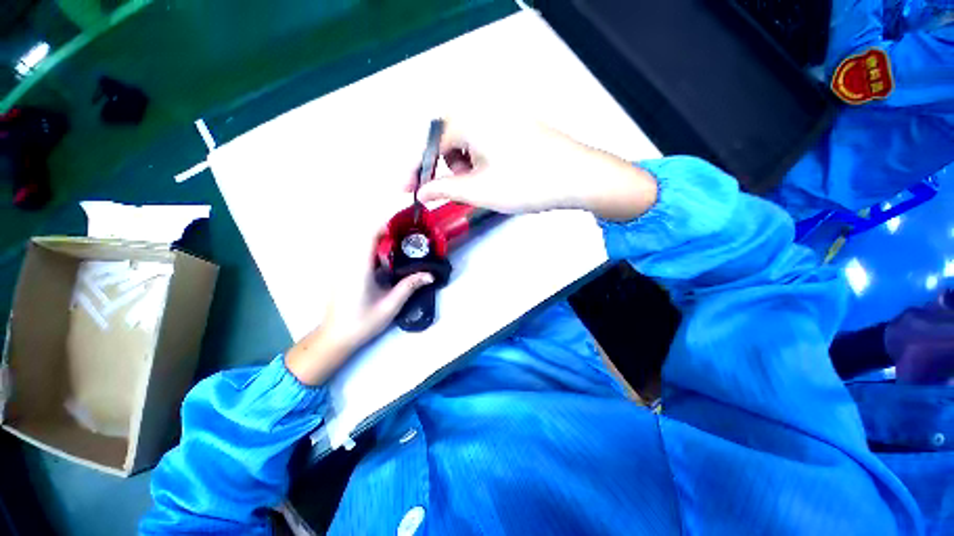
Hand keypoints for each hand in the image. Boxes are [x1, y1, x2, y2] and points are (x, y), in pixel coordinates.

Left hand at [285, 218, 433, 385]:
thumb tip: (430, 275)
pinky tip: (390, 255)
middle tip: (408, 229)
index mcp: (358, 268)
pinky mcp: (346, 270)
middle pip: (365, 233)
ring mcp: (345, 265)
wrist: (335, 337)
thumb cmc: (361, 323)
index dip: (384, 223)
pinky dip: (375, 246)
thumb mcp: (389, 306)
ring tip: (403, 239)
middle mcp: (349, 262)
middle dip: (386, 226)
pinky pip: (360, 250)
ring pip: (362, 241)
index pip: (368, 235)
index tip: (403, 220)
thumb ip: (409, 286)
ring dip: (381, 235)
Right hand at [415, 117, 658, 221]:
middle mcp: (483, 111)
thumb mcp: (479, 190)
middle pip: (447, 140)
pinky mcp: (516, 129)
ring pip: (467, 143)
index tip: (407, 190)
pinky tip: (494, 178)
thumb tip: (422, 191)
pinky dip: (481, 163)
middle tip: (455, 191)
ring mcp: (502, 119)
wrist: (577, 177)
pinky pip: (485, 144)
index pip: (429, 144)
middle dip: (445, 169)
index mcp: (469, 119)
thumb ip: (444, 189)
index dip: (416, 169)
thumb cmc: (525, 183)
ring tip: (480, 187)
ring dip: (464, 167)